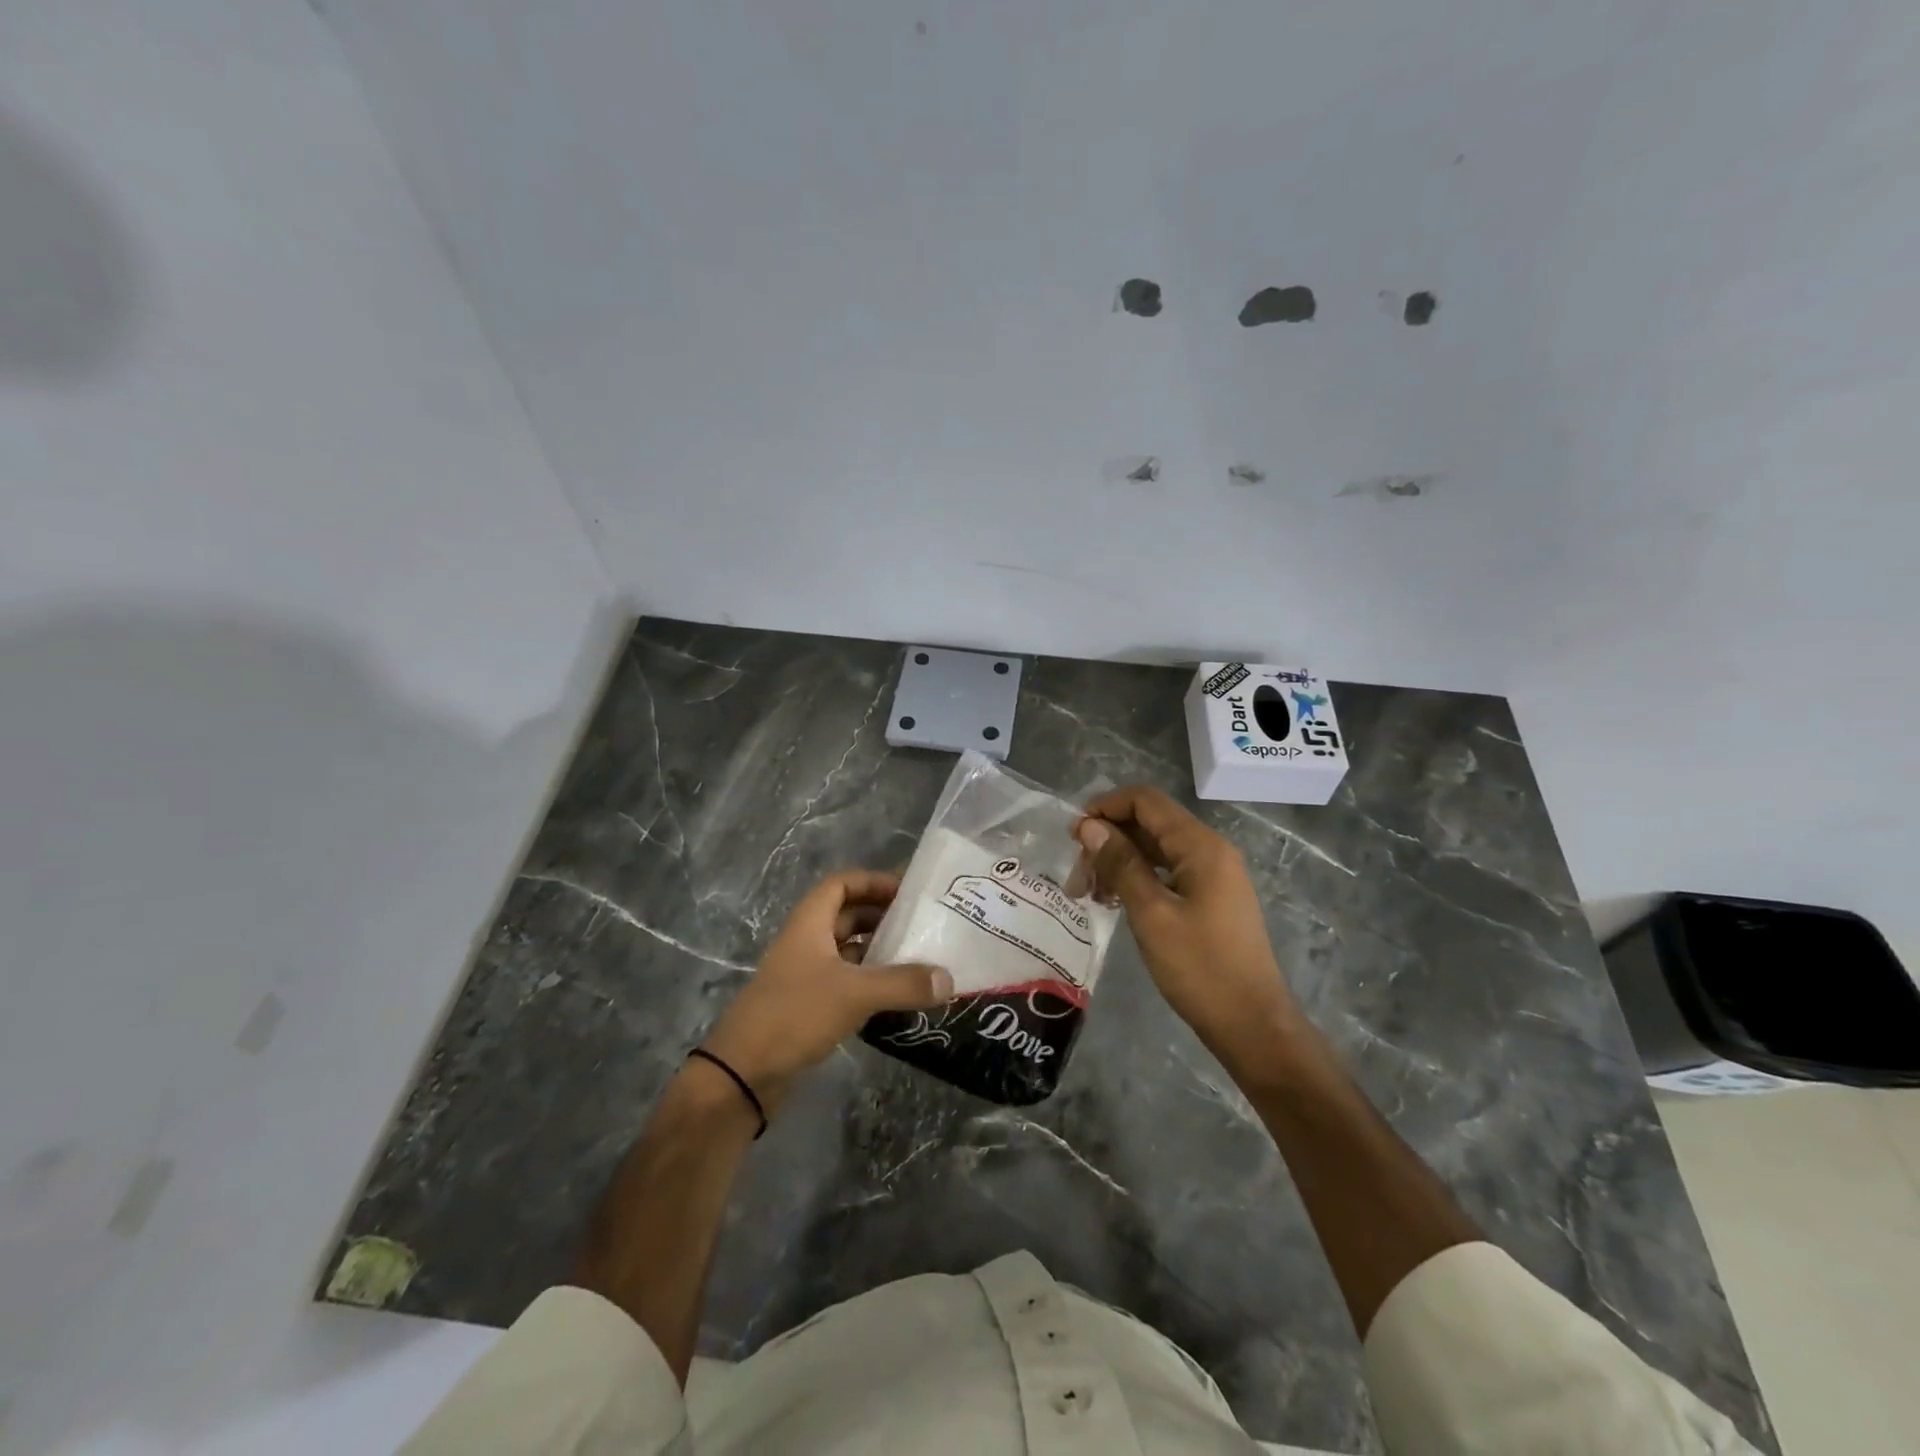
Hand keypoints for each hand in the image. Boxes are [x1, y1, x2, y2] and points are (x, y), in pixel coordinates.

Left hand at [700, 870, 952, 1116]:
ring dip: (879, 951)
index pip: (841, 884)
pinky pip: (846, 982)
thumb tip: (949, 979)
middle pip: (848, 916)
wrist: (742, 1074)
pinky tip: (898, 994)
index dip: (873, 881)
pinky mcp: (808, 1006)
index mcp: (810, 923)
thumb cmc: (794, 1015)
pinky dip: (871, 982)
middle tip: (923, 925)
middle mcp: (807, 942)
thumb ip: (903, 983)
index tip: (908, 892)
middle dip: (883, 916)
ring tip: (920, 957)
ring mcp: (806, 975)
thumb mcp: (853, 993)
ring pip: (848, 951)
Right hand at [1076, 786, 1302, 1073]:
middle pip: (1149, 823)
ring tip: (1087, 893)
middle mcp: (1209, 850)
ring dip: (1118, 861)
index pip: (1146, 801)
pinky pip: (1166, 872)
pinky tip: (1113, 901)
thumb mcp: (1152, 914)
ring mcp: (1212, 875)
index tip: (1073, 835)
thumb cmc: (1200, 968)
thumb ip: (1120, 864)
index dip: (1106, 807)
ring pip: (1155, 849)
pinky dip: (1136, 878)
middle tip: (1076, 876)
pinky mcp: (1209, 898)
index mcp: (1200, 846)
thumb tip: (1089, 826)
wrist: (1251, 1024)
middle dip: (1108, 839)